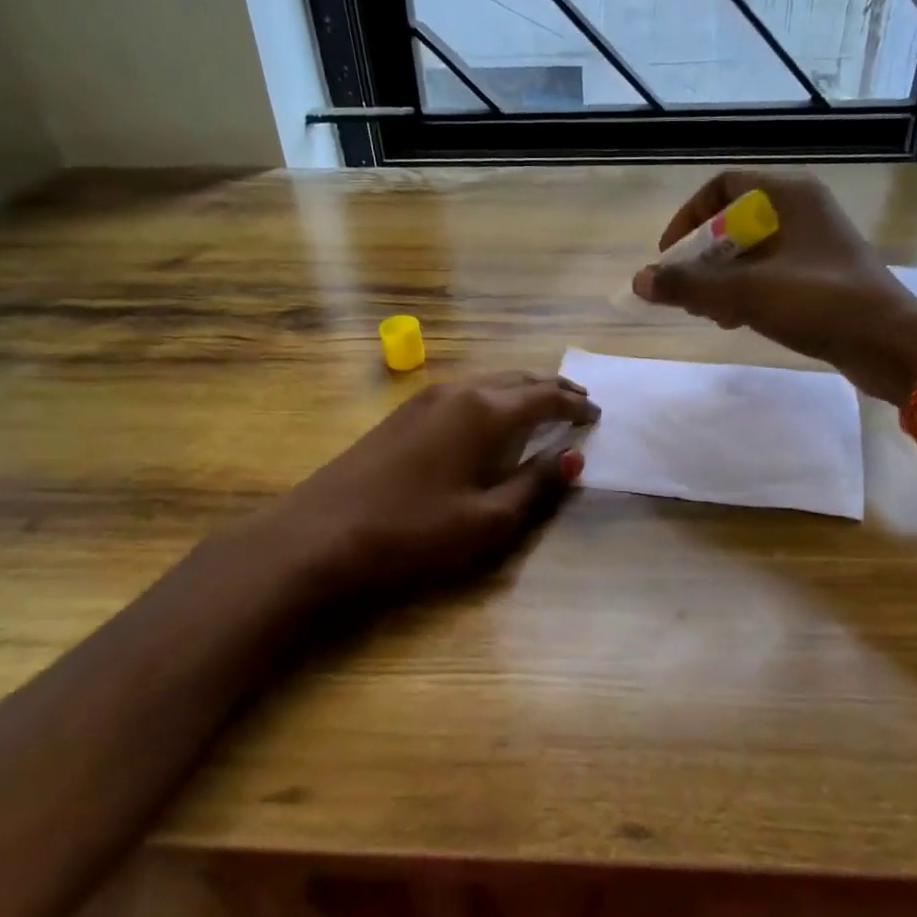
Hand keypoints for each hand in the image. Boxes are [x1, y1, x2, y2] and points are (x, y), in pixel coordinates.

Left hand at [265, 372, 599, 596]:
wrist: (320, 536)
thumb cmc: (415, 531)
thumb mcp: (489, 519)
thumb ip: (537, 484)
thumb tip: (575, 456)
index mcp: (485, 411)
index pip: (545, 397)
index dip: (575, 406)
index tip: (597, 414)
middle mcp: (458, 391)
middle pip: (517, 380)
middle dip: (551, 390)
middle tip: (577, 404)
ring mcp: (424, 398)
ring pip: (487, 383)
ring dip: (519, 392)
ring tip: (540, 409)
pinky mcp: (402, 414)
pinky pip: (462, 394)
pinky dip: (490, 400)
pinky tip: (489, 420)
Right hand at [633, 172, 916, 397]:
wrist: (889, 343)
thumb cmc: (820, 303)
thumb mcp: (747, 292)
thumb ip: (690, 285)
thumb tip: (639, 281)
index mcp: (789, 195)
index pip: (722, 186)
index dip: (688, 218)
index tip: (669, 257)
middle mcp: (803, 211)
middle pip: (734, 222)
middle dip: (702, 257)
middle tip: (684, 292)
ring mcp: (814, 245)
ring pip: (751, 252)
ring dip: (721, 279)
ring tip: (706, 312)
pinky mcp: (822, 276)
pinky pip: (771, 274)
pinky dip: (746, 292)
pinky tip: (735, 321)